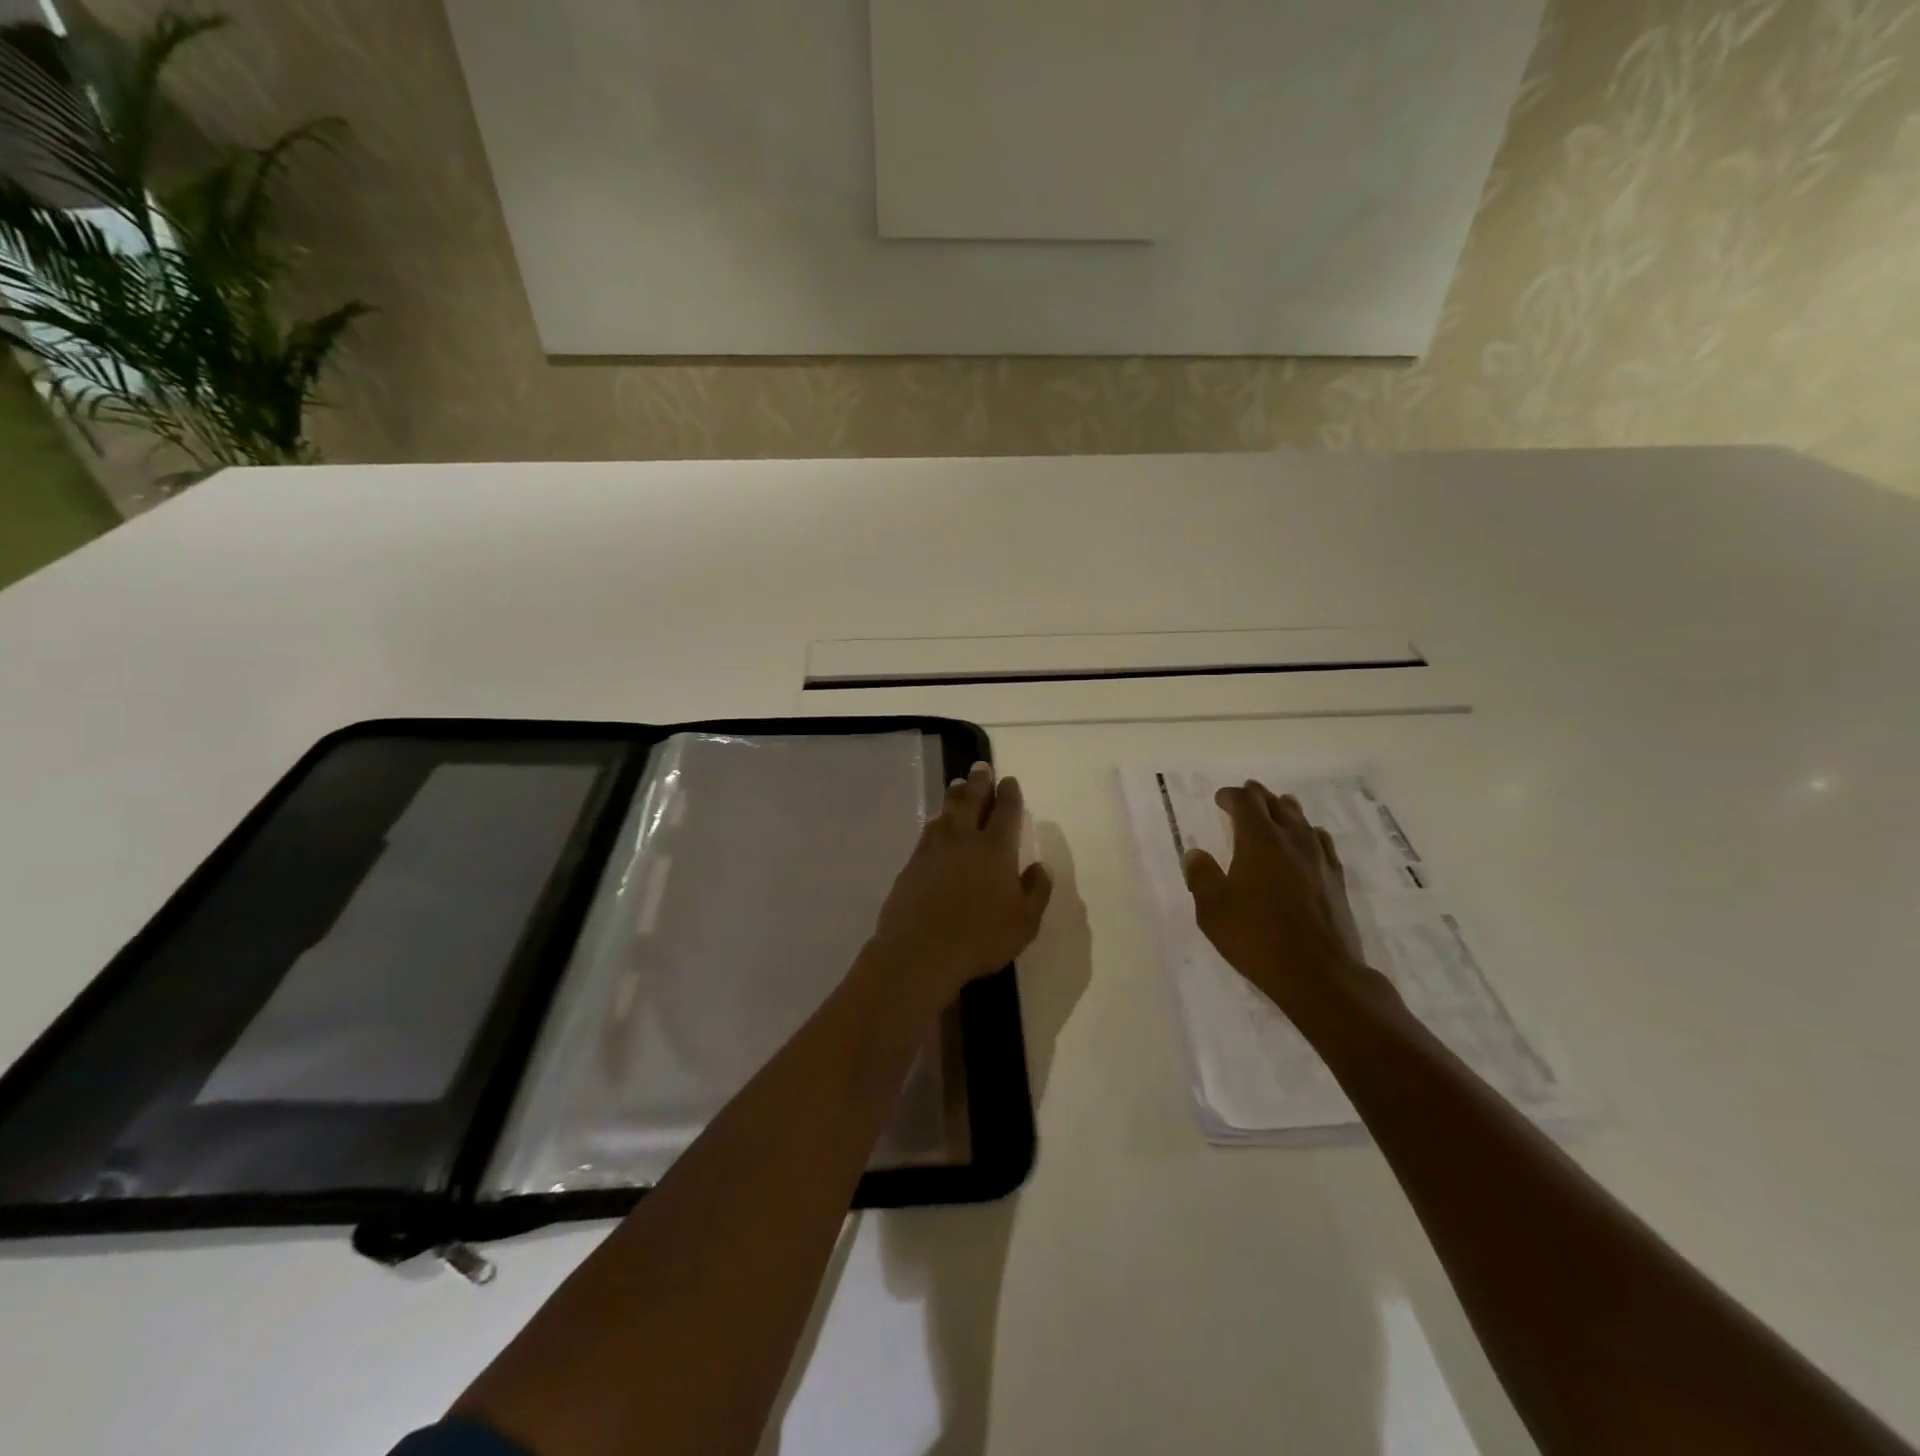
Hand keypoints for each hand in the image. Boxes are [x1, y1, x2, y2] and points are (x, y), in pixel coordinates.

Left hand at [868, 762, 1053, 1012]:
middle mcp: (964, 840)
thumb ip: (1037, 891)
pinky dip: (936, 821)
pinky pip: (928, 832)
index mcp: (995, 850)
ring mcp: (934, 850)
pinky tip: (936, 823)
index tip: (1009, 780)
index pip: (1006, 812)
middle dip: (979, 782)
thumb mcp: (1024, 922)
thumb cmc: (980, 937)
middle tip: (980, 766)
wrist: (920, 951)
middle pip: (972, 801)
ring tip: (958, 784)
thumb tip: (1040, 867)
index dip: (1009, 794)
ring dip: (955, 796)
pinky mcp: (912, 864)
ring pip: (946, 813)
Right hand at [1183, 781, 1390, 1016]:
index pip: (1246, 802)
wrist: (1319, 974)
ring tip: (1277, 809)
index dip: (1231, 796)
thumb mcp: (1212, 910)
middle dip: (1258, 797)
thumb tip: (1195, 853)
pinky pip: (1322, 843)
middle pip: (1276, 804)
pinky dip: (1309, 834)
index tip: (1220, 799)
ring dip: (1285, 810)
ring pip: (1302, 820)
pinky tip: (1309, 842)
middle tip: (1246, 795)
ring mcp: (1319, 859)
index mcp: (1259, 840)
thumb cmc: (1256, 938)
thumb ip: (1201, 876)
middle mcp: (1292, 840)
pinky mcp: (1336, 880)